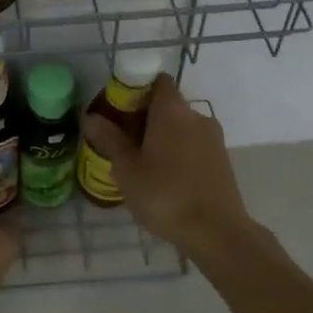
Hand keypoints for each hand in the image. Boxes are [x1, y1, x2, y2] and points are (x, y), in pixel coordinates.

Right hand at [81, 75, 267, 267]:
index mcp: (171, 110)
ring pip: (181, 127)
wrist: (217, 232)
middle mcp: (195, 115)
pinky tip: (164, 179)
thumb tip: (91, 117)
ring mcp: (213, 138)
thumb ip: (109, 140)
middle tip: (122, 141)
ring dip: (161, 137)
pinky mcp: (222, 159)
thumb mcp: (127, 170)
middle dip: (144, 117)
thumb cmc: (165, 195)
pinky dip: (178, 153)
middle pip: (167, 104)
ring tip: (141, 164)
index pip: (156, 80)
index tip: (118, 109)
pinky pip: (193, 145)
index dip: (136, 89)